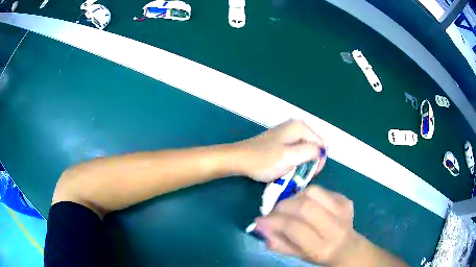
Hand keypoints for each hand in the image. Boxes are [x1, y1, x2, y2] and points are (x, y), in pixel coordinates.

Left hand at [233, 120, 325, 181]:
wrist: (239, 159)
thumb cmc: (264, 159)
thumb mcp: (290, 157)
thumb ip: (310, 152)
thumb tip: (322, 151)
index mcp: (300, 127)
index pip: (321, 144)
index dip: (319, 161)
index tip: (311, 174)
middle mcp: (296, 126)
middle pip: (313, 146)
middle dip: (310, 162)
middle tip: (302, 175)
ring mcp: (287, 134)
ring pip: (304, 150)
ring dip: (302, 163)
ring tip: (293, 173)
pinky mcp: (280, 141)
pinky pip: (295, 151)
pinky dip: (294, 161)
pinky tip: (286, 168)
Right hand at [254, 186, 360, 265]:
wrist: (348, 247)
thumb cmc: (321, 255)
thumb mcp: (299, 256)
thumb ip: (280, 243)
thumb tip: (261, 228)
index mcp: (322, 248)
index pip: (295, 228)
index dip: (274, 222)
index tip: (260, 220)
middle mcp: (335, 228)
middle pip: (305, 207)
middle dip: (283, 207)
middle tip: (273, 212)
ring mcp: (343, 210)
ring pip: (313, 192)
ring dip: (294, 197)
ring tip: (288, 207)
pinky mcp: (345, 200)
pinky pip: (321, 190)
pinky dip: (306, 194)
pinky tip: (304, 203)